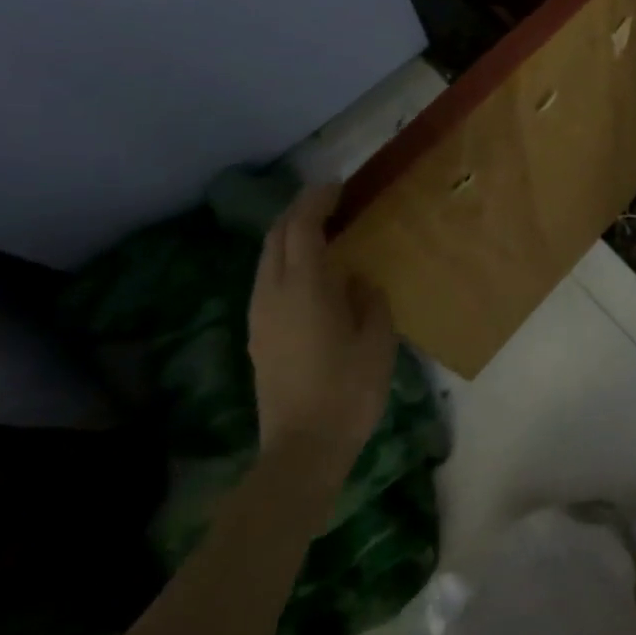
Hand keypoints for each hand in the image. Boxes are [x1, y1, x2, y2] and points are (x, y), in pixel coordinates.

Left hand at [248, 185, 400, 479]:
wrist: (303, 448)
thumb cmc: (349, 389)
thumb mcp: (377, 338)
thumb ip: (368, 298)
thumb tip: (356, 279)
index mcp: (303, 289)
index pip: (301, 228)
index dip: (316, 201)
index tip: (338, 186)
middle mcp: (272, 295)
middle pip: (276, 238)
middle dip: (299, 212)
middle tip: (331, 201)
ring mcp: (260, 316)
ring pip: (267, 259)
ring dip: (290, 236)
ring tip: (324, 231)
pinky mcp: (259, 336)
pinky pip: (267, 281)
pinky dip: (286, 261)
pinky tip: (312, 272)